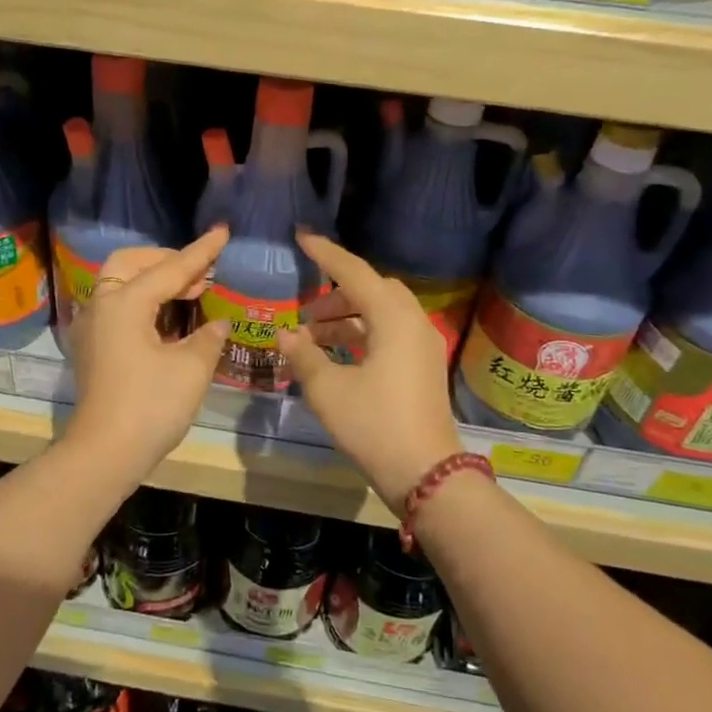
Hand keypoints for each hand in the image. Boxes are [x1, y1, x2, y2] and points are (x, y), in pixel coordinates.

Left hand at [62, 225, 230, 487]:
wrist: (104, 454)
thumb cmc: (150, 406)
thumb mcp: (191, 368)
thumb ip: (208, 337)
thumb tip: (217, 323)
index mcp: (124, 302)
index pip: (171, 268)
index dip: (202, 252)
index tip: (223, 231)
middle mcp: (102, 305)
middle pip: (131, 264)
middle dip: (167, 261)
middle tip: (201, 273)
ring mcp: (93, 327)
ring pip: (121, 285)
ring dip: (154, 281)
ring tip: (192, 292)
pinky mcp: (93, 348)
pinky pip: (118, 307)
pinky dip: (144, 302)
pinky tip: (170, 319)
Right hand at [276, 232, 462, 514]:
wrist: (426, 473)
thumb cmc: (374, 425)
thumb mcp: (328, 390)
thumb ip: (304, 356)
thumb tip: (285, 334)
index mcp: (393, 318)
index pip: (354, 272)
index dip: (326, 254)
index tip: (302, 237)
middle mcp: (413, 323)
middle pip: (373, 290)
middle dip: (337, 293)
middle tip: (306, 310)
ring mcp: (422, 346)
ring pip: (382, 314)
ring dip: (347, 317)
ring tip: (312, 336)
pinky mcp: (423, 367)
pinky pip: (389, 335)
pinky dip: (362, 335)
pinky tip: (336, 355)